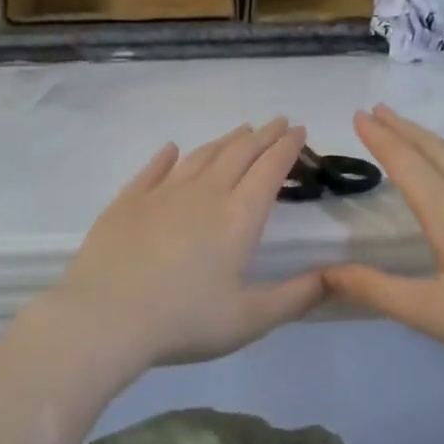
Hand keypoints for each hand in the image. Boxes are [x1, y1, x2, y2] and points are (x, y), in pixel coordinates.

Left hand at [45, 120, 323, 371]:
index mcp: (238, 217)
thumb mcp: (250, 319)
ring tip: (240, 131)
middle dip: (263, 135)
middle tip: (278, 122)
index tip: (299, 130)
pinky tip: (172, 149)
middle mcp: (204, 193)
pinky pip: (154, 169)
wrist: (105, 318)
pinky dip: (168, 156)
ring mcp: (162, 193)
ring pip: (201, 155)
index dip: (288, 147)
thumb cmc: (184, 320)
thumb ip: (297, 297)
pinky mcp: (128, 201)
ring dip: (225, 140)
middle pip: (239, 153)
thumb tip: (339, 277)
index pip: (270, 169)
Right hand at [323, 106, 443, 381]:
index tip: (358, 113)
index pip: (404, 160)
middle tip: (377, 109)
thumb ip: (376, 290)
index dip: (379, 136)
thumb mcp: (430, 312)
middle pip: (433, 148)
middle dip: (402, 127)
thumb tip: (327, 272)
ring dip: (434, 139)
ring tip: (417, 134)